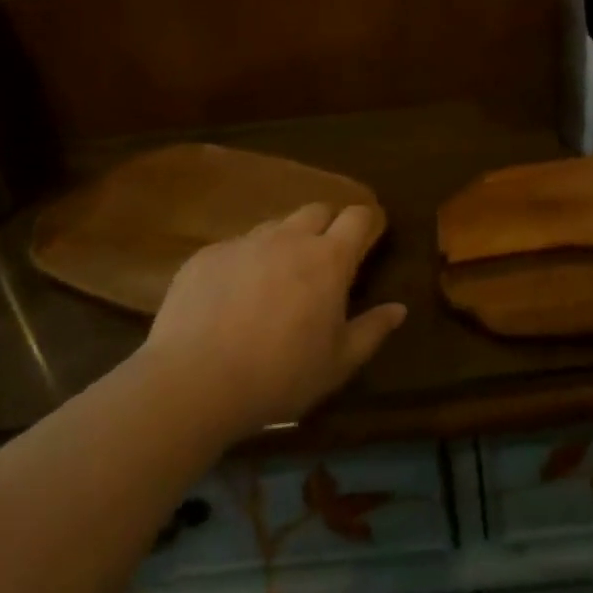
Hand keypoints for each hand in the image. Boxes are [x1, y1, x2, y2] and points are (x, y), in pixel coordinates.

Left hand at [138, 203, 404, 441]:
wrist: (193, 382)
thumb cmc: (279, 376)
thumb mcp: (338, 364)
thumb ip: (372, 331)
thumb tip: (399, 308)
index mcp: (328, 259)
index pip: (358, 217)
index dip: (368, 222)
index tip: (370, 238)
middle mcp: (289, 238)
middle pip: (317, 210)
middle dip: (328, 225)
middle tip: (325, 260)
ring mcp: (245, 243)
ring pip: (275, 226)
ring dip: (286, 242)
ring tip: (278, 279)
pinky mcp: (207, 255)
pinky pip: (236, 247)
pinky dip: (246, 262)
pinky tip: (233, 297)